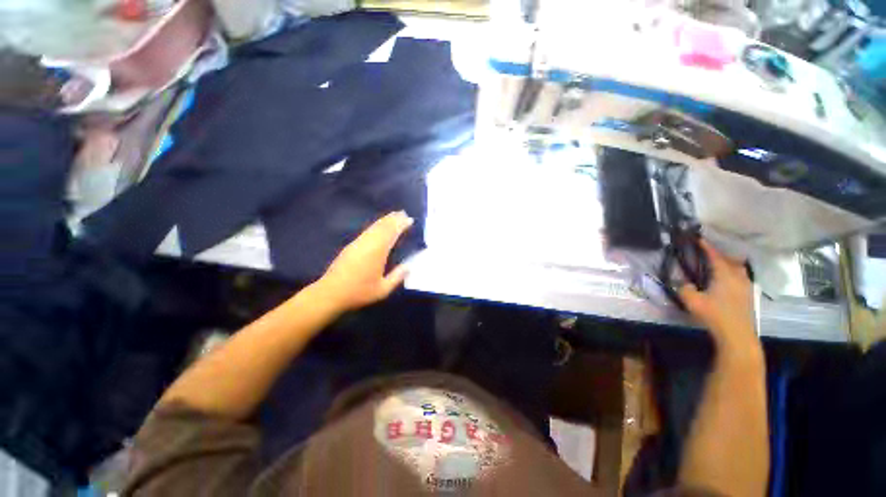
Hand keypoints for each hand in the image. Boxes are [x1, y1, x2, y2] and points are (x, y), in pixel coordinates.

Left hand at [314, 211, 413, 312]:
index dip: (401, 225)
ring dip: (384, 220)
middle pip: (382, 227)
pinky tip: (378, 226)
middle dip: (393, 219)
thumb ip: (397, 277)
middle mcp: (368, 244)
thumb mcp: (383, 289)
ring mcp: (358, 243)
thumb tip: (409, 266)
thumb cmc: (359, 292)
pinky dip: (375, 225)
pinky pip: (366, 231)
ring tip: (393, 215)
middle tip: (403, 213)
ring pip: (373, 227)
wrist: (330, 293)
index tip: (410, 220)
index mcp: (377, 252)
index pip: (392, 234)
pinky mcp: (351, 246)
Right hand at [679, 240, 758, 353]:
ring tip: (717, 267)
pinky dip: (732, 275)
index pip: (715, 256)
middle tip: (707, 255)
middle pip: (730, 260)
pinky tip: (724, 282)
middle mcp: (738, 276)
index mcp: (724, 274)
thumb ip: (684, 288)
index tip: (699, 239)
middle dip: (719, 255)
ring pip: (737, 269)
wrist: (737, 334)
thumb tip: (684, 283)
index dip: (706, 247)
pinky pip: (740, 278)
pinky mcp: (748, 296)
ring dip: (728, 265)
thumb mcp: (692, 301)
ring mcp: (745, 286)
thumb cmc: (714, 314)